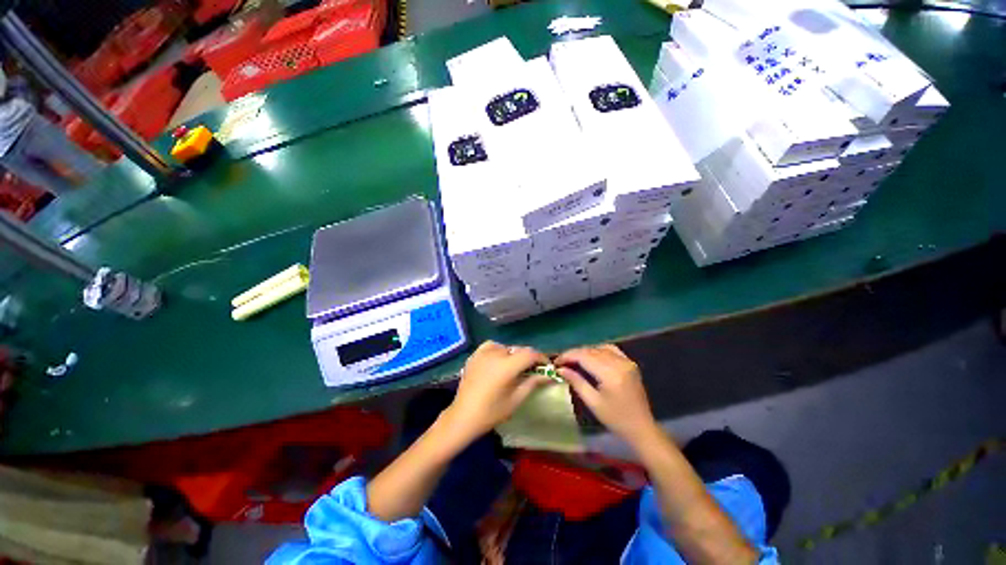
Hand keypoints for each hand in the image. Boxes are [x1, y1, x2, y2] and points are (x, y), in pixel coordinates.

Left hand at [444, 341, 550, 441]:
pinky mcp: (474, 355)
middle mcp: (495, 354)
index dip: (541, 358)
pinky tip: (498, 361)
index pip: (530, 354)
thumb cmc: (491, 412)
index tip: (546, 367)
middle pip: (518, 350)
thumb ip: (533, 383)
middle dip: (528, 358)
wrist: (463, 416)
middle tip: (532, 370)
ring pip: (506, 348)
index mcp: (506, 366)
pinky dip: (498, 350)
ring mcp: (483, 353)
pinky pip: (491, 346)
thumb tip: (549, 375)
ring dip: (513, 355)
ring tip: (513, 368)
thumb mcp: (516, 399)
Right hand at [556, 344, 657, 444]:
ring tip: (573, 360)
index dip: (568, 356)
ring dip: (585, 352)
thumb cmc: (615, 419)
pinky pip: (611, 349)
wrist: (642, 427)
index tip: (556, 362)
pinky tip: (591, 356)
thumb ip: (576, 382)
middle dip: (574, 354)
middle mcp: (619, 363)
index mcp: (611, 374)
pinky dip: (598, 350)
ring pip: (599, 348)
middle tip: (561, 362)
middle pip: (591, 350)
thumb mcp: (593, 402)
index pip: (584, 356)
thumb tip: (560, 369)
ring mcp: (626, 361)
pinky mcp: (630, 363)